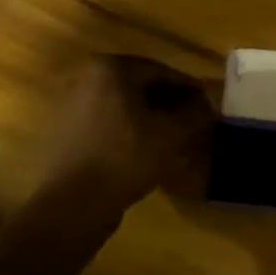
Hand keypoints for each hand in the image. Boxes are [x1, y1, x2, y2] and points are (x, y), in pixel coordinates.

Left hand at [39, 55, 214, 215]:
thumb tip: (207, 104)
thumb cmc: (124, 159)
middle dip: (170, 103)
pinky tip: (147, 150)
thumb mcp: (169, 135)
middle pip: (141, 86)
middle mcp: (87, 77)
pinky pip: (108, 122)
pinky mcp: (66, 130)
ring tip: (174, 138)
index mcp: (111, 69)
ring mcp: (72, 103)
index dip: (190, 89)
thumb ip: (194, 114)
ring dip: (151, 117)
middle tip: (194, 121)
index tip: (208, 105)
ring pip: (125, 105)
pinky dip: (130, 130)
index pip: (162, 72)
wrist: (70, 205)